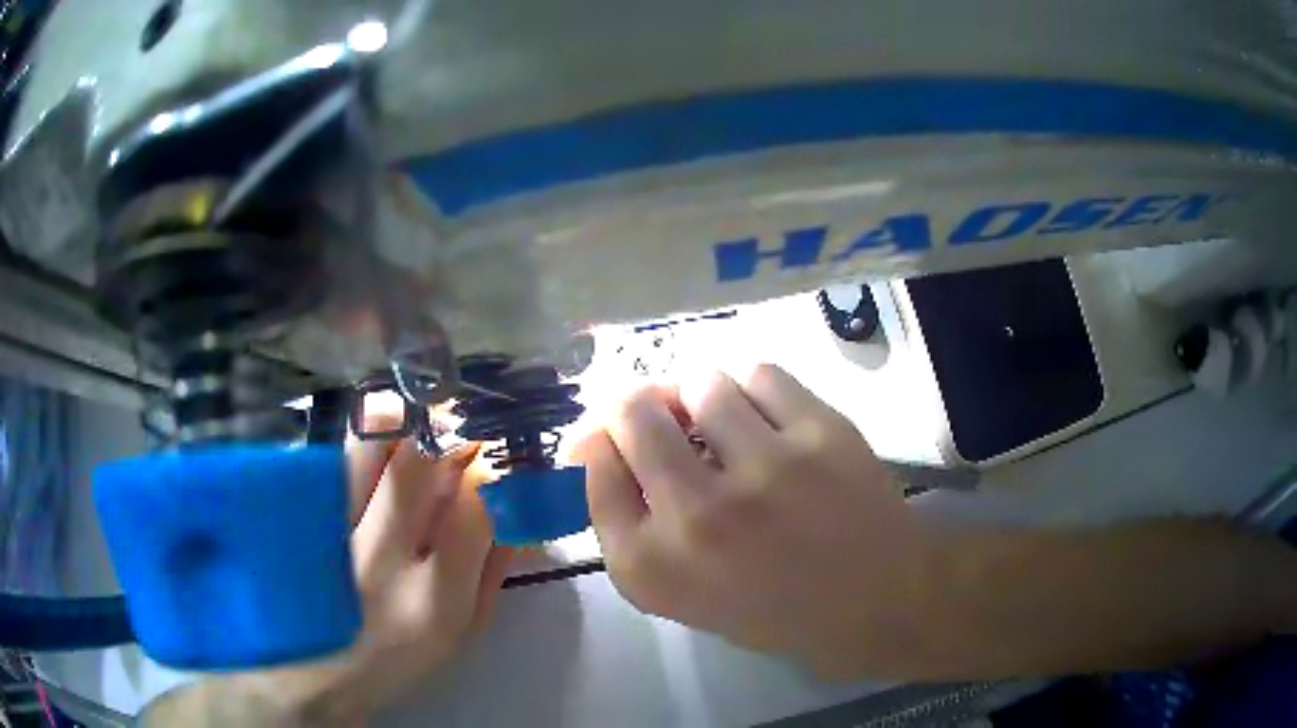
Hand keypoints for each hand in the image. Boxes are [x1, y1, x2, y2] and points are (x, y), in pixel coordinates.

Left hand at [143, 419, 509, 725]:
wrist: (308, 671)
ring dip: (404, 427)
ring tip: (412, 442)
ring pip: (370, 441)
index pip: (477, 508)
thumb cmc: (395, 659)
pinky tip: (371, 463)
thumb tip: (518, 513)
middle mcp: (378, 558)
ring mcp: (331, 530)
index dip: (497, 474)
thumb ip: (491, 573)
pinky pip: (337, 453)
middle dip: (450, 434)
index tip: (500, 469)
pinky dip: (365, 444)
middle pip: (419, 459)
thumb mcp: (460, 635)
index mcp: (432, 601)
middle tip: (457, 440)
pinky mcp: (298, 514)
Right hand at [572, 364, 934, 678]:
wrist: (877, 603)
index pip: (592, 467)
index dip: (597, 441)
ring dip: (701, 398)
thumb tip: (604, 443)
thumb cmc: (773, 609)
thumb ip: (632, 525)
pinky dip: (754, 390)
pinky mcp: (820, 435)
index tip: (615, 438)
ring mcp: (765, 471)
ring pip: (700, 383)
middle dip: (636, 407)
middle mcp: (698, 516)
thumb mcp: (681, 593)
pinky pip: (759, 374)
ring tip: (723, 423)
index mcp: (654, 567)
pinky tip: (767, 419)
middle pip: (631, 413)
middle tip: (660, 416)